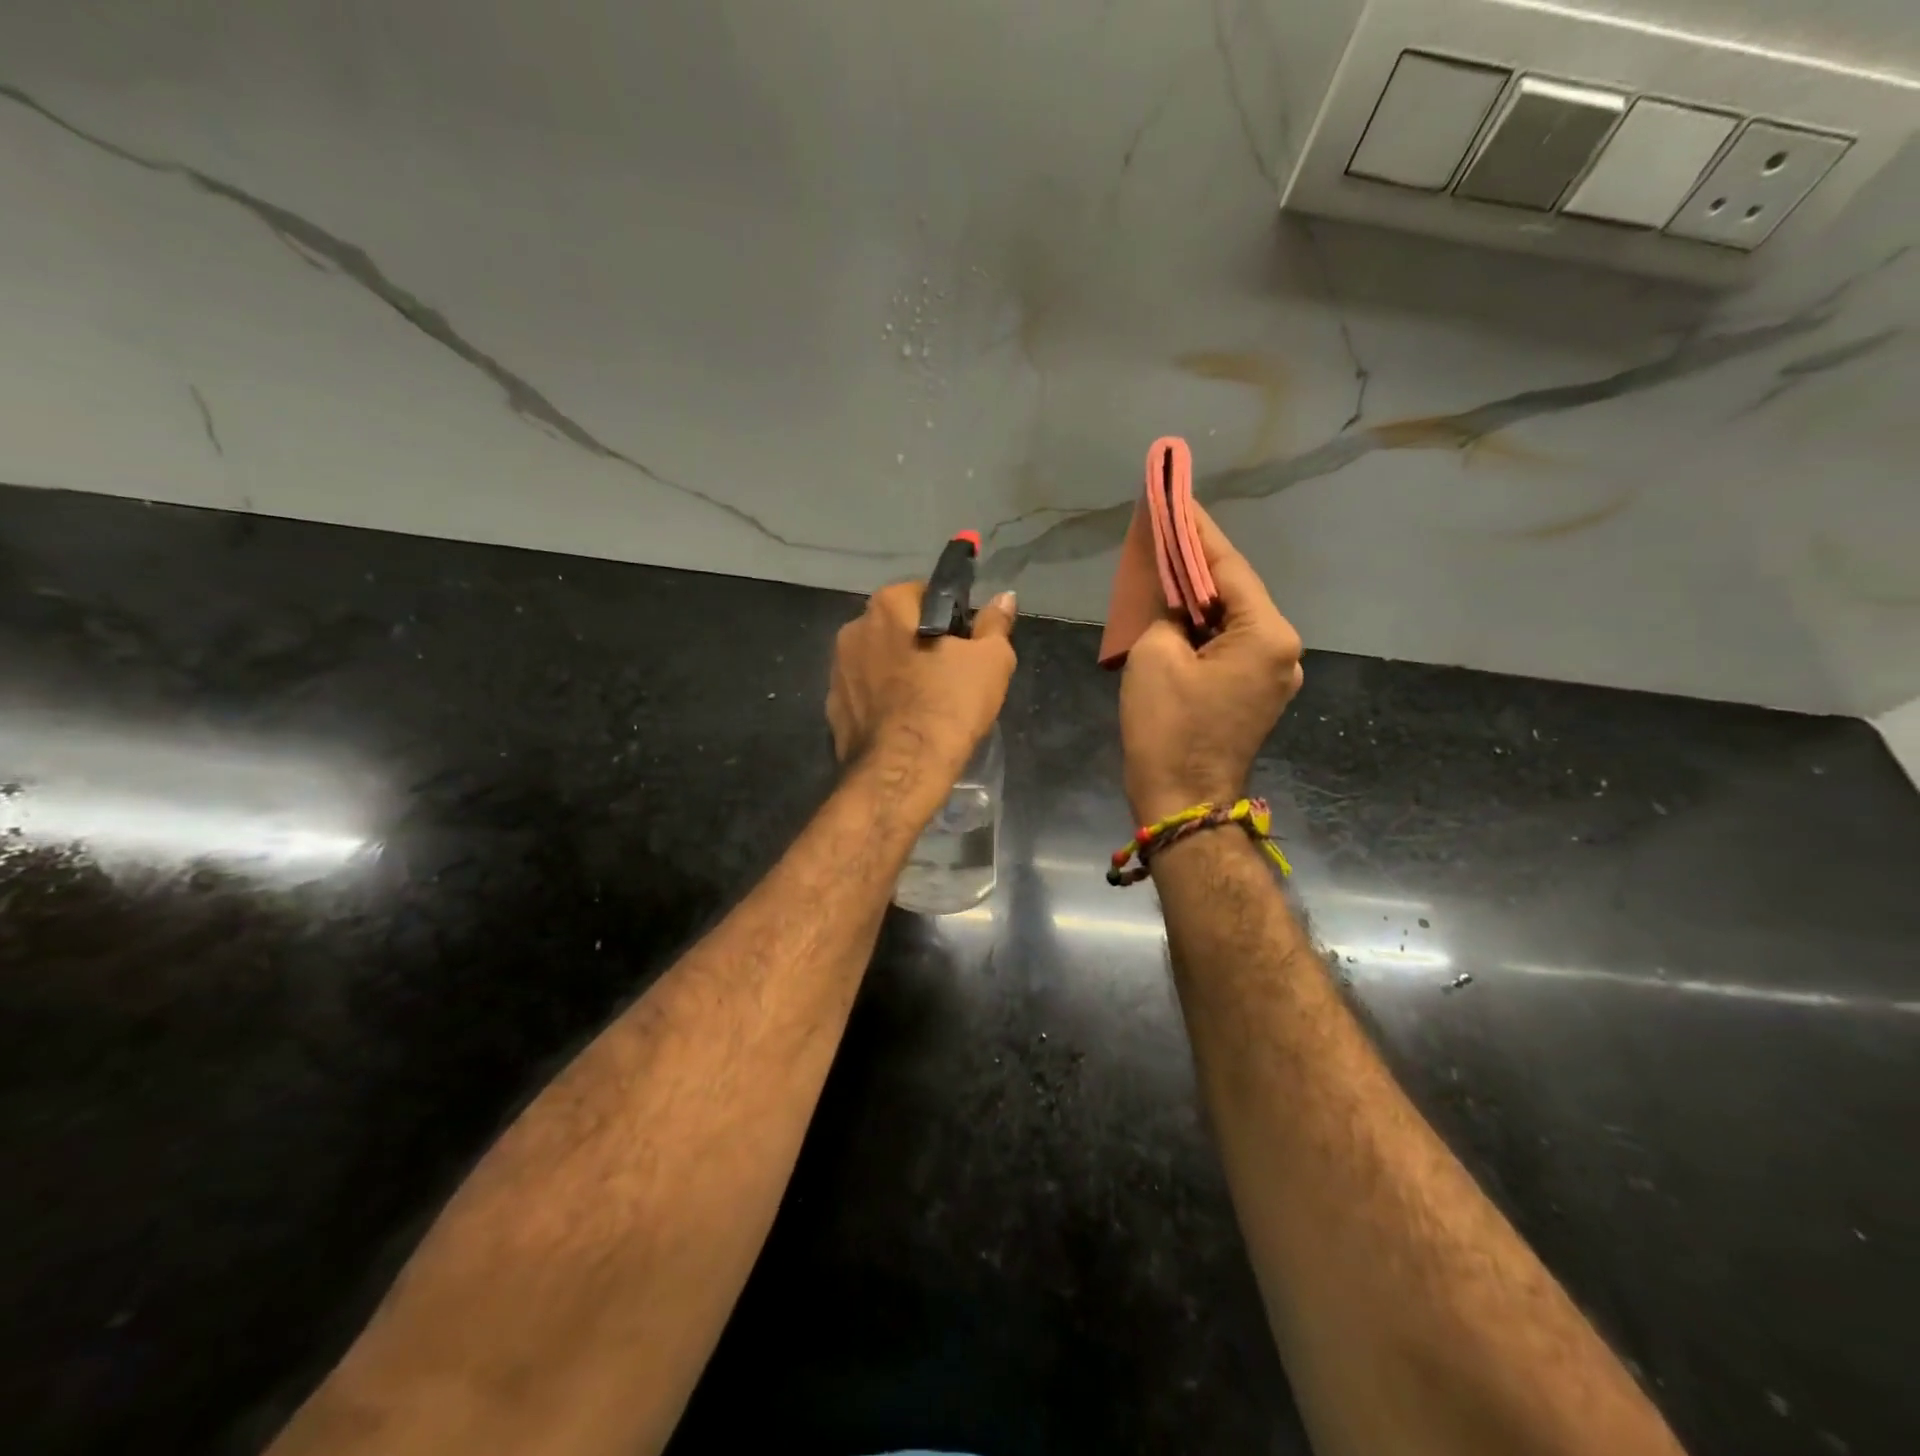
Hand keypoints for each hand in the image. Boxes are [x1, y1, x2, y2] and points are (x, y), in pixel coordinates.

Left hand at [828, 582, 1017, 791]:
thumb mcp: (990, 661)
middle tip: (951, 675)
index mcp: (887, 606)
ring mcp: (837, 671)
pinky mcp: (832, 709)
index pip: (923, 593)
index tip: (965, 644)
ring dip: (898, 672)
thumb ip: (995, 624)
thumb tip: (1004, 597)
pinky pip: (864, 694)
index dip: (949, 616)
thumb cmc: (948, 705)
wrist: (901, 771)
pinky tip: (903, 723)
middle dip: (920, 643)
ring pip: (878, 661)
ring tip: (927, 703)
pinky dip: (882, 702)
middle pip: (897, 627)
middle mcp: (853, 630)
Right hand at [1120, 505, 1302, 824]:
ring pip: (1231, 621)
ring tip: (1165, 567)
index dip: (1197, 532)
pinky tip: (1175, 614)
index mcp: (1267, 634)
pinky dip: (1202, 630)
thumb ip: (1167, 612)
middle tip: (1165, 530)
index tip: (1177, 499)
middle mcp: (1282, 650)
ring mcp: (1273, 676)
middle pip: (1234, 593)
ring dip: (1198, 599)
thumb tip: (1176, 606)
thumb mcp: (1154, 654)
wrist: (1181, 802)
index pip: (1227, 567)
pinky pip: (1228, 647)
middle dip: (1196, 565)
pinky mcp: (1254, 695)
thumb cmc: (1167, 728)